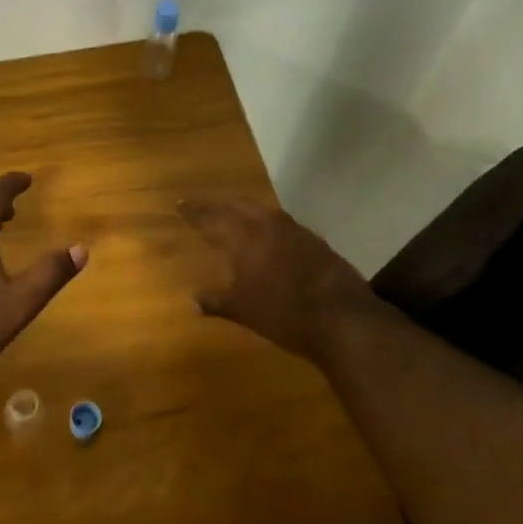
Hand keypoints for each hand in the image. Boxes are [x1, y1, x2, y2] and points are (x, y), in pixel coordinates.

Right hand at [178, 199, 376, 361]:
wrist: (342, 319)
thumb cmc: (282, 313)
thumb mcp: (242, 310)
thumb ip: (216, 302)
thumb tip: (195, 301)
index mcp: (244, 236)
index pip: (212, 217)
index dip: (194, 211)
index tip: (180, 204)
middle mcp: (268, 225)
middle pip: (239, 206)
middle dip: (220, 206)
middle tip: (207, 210)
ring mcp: (296, 231)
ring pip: (264, 212)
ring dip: (247, 213)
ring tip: (236, 219)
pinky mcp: (316, 242)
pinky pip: (283, 225)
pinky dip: (269, 227)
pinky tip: (270, 240)